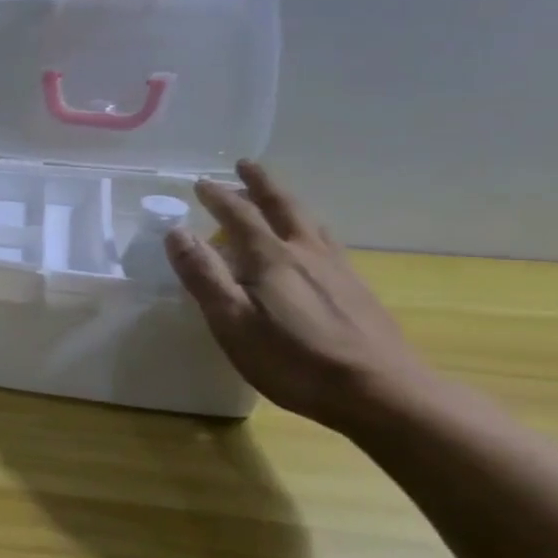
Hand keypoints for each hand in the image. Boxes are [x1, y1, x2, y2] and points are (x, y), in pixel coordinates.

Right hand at [164, 160, 439, 431]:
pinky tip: (311, 243)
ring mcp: (337, 269)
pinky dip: (308, 228)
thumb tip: (177, 232)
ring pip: (308, 221)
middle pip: (282, 206)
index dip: (218, 197)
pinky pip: (326, 242)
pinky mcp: (356, 289)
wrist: (380, 392)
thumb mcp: (232, 321)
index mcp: (271, 258)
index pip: (238, 215)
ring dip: (287, 201)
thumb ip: (204, 275)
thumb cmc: (294, 360)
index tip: (201, 182)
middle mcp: (305, 252)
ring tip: (276, 196)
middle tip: (245, 165)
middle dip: (260, 184)